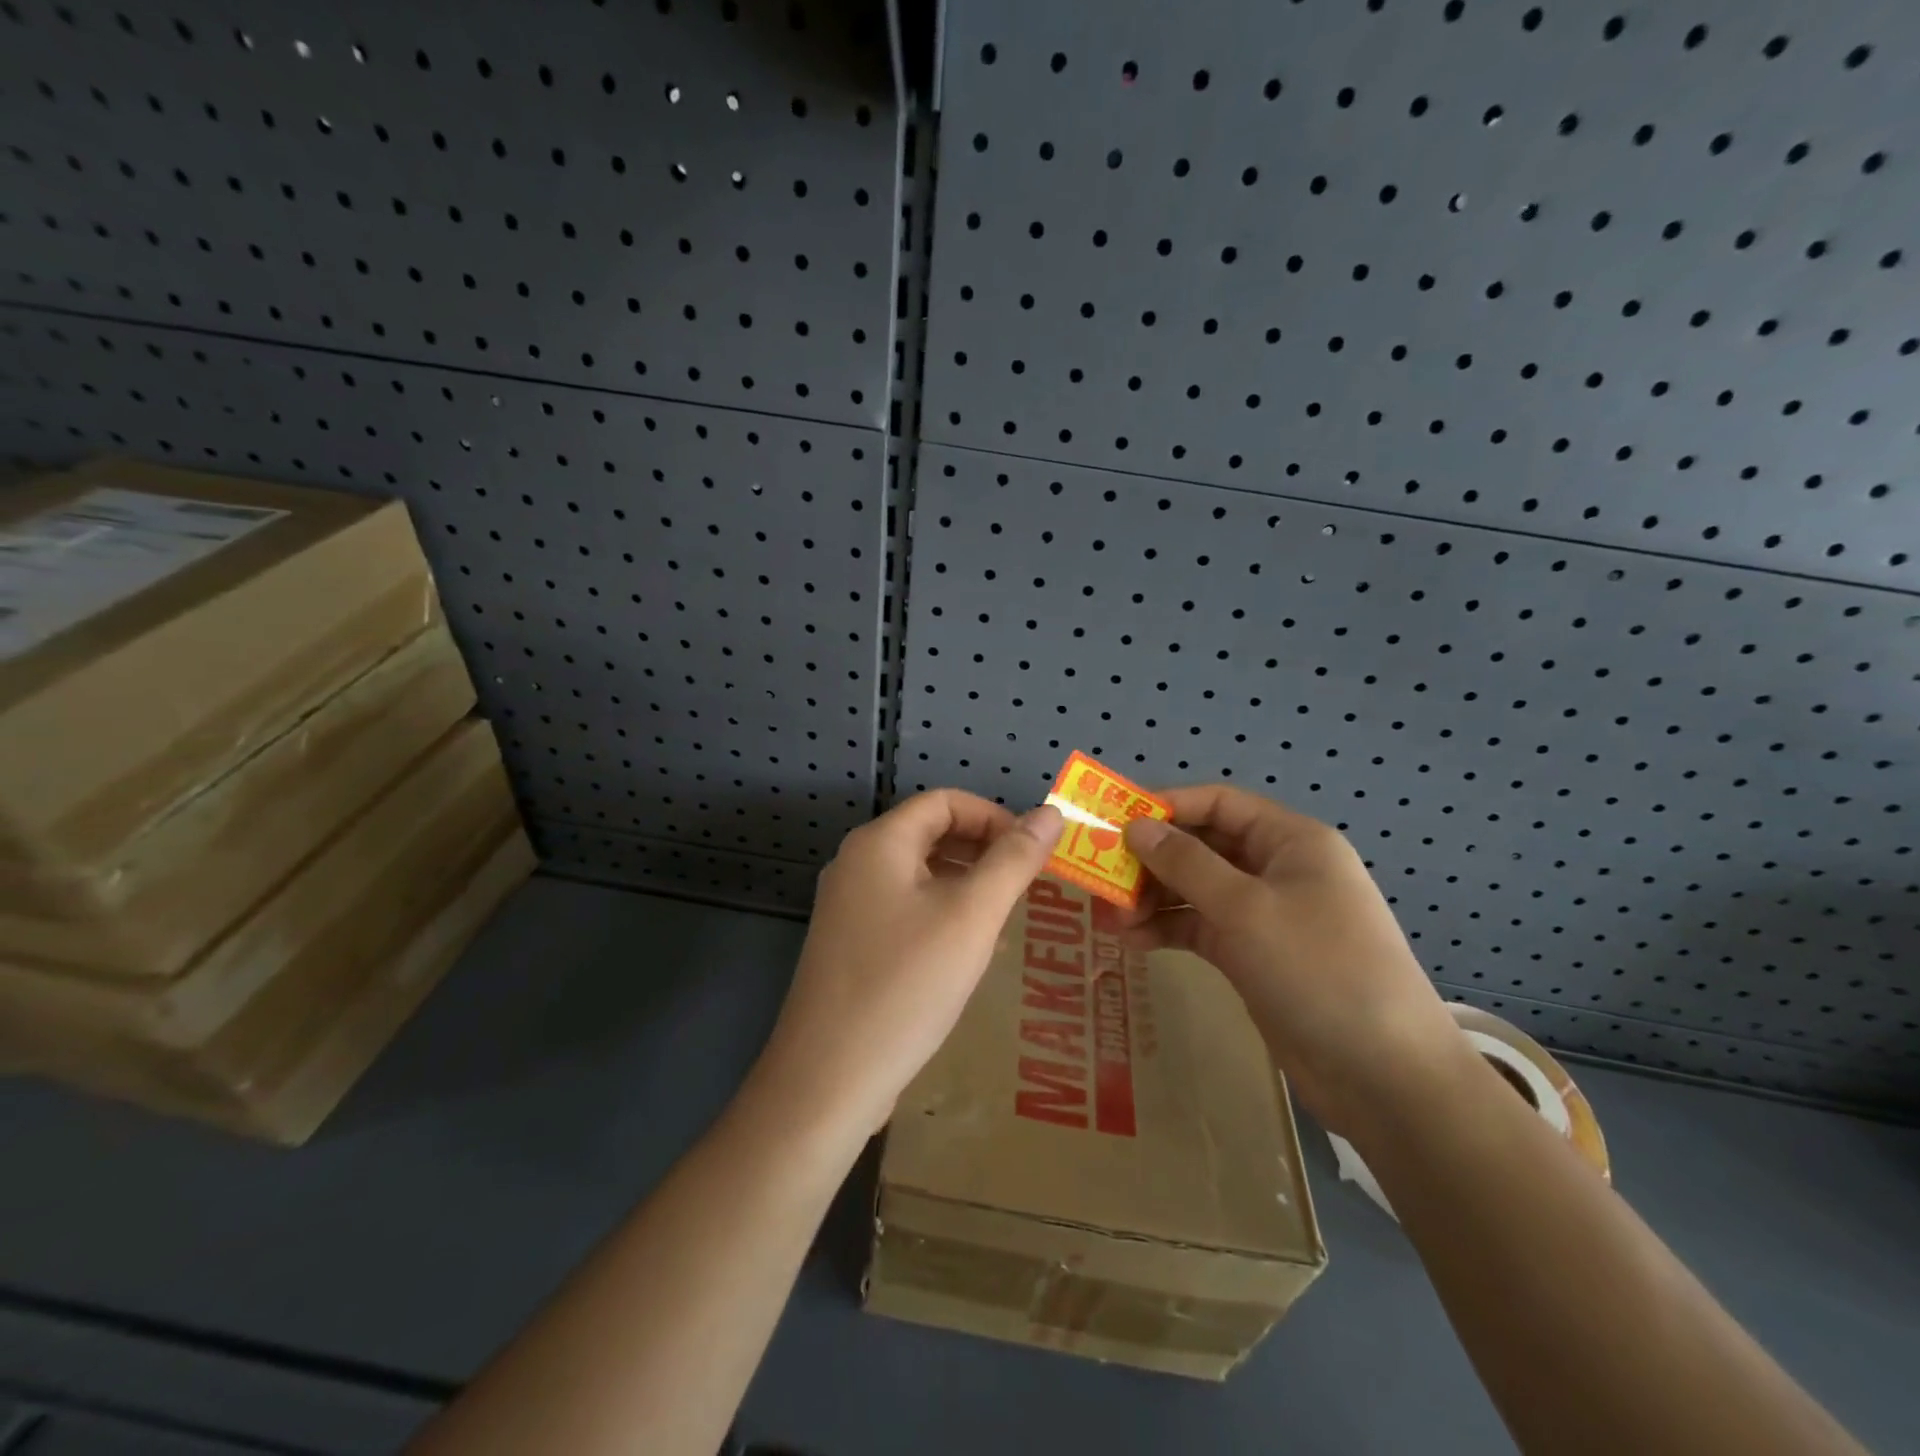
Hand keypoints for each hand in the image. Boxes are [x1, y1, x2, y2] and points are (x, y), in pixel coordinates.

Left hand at [753, 791, 1063, 1142]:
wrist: (829, 1079)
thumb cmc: (906, 985)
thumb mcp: (972, 917)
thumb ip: (1014, 860)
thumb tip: (1050, 813)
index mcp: (880, 843)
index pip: (945, 802)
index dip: (994, 817)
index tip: (1033, 853)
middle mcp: (857, 864)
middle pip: (931, 834)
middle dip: (983, 853)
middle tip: (1026, 889)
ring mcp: (849, 907)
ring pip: (920, 876)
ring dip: (967, 887)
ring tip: (1005, 923)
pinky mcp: (850, 946)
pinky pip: (905, 911)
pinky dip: (942, 917)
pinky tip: (968, 956)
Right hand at [1111, 785, 1466, 1133]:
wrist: (1384, 1075)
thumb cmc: (1318, 968)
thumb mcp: (1245, 908)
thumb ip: (1185, 863)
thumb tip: (1135, 826)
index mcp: (1290, 841)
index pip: (1218, 804)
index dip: (1166, 807)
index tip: (1116, 823)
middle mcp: (1276, 869)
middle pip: (1203, 846)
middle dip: (1153, 860)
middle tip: (1104, 878)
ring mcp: (1265, 914)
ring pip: (1197, 889)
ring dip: (1155, 898)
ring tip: (1112, 919)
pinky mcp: (1254, 955)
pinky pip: (1202, 928)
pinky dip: (1170, 930)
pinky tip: (1135, 942)